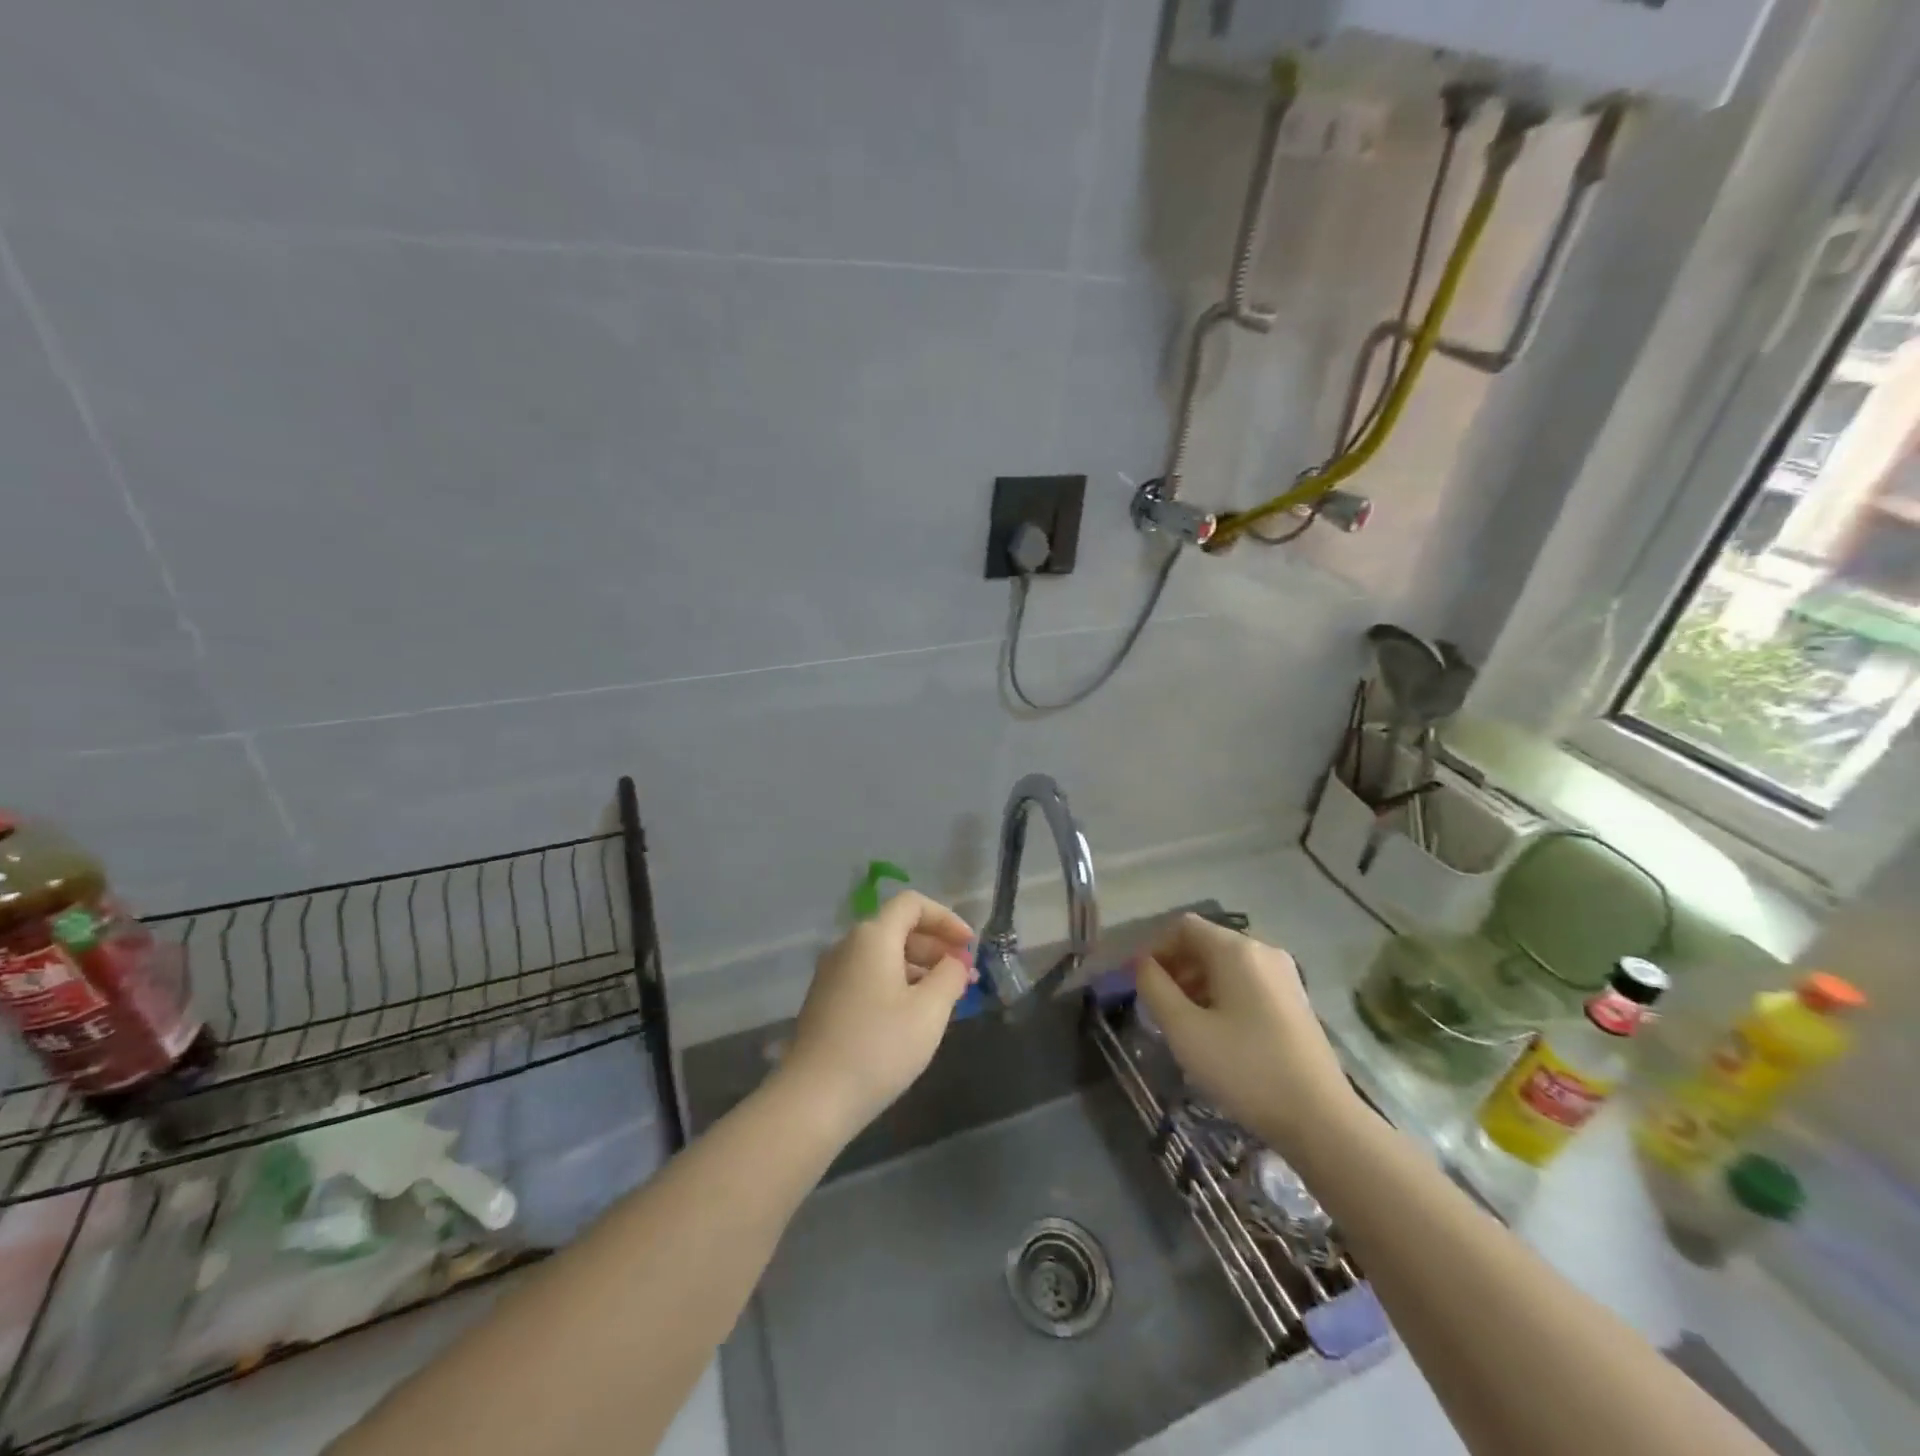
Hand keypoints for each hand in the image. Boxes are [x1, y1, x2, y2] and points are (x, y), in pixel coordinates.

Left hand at [778, 891, 974, 1138]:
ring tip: (945, 997)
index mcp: (872, 937)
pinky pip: (868, 976)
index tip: (969, 945)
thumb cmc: (880, 1047)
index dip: (946, 918)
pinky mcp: (826, 1000)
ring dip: (918, 967)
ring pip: (883, 954)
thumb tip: (955, 960)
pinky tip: (913, 1015)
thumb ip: (950, 976)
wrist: (814, 1098)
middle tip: (964, 975)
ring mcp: (832, 974)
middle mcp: (847, 945)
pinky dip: (896, 982)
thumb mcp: (929, 1010)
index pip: (912, 904)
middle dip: (935, 946)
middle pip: (897, 928)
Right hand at [1135, 914, 1356, 1151]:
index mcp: (1236, 950)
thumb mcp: (1185, 1030)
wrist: (1322, 1120)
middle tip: (1159, 1007)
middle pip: (1206, 943)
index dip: (1156, 949)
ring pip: (1227, 964)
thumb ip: (1154, 988)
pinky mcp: (1296, 1001)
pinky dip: (1223, 995)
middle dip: (1176, 968)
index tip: (1141, 984)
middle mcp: (1263, 951)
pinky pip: (1248, 982)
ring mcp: (1285, 976)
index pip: (1184, 926)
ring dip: (1198, 983)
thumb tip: (1142, 964)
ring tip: (1185, 1024)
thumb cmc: (1245, 1069)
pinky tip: (1218, 1033)